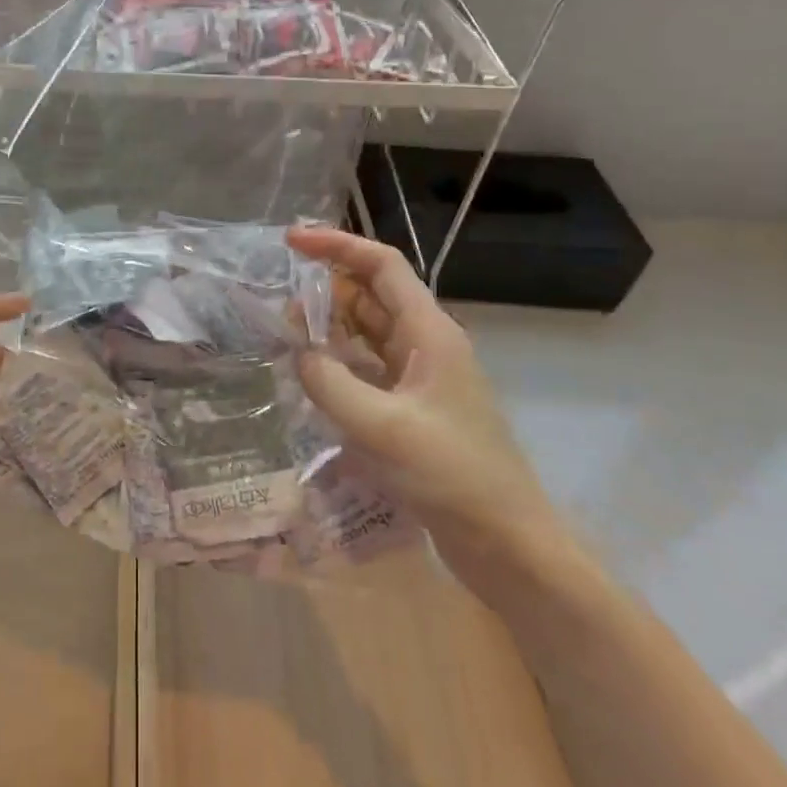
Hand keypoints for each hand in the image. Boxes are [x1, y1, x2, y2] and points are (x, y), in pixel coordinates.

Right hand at [286, 226, 564, 582]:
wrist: (509, 546)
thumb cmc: (453, 476)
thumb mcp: (381, 427)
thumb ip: (330, 382)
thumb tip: (298, 353)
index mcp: (429, 332)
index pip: (381, 266)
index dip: (337, 245)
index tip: (290, 241)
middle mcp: (426, 345)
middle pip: (371, 296)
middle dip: (325, 291)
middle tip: (277, 308)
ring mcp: (420, 378)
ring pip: (366, 334)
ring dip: (328, 329)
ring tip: (284, 338)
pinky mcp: (411, 409)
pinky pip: (367, 370)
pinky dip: (337, 365)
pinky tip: (310, 379)